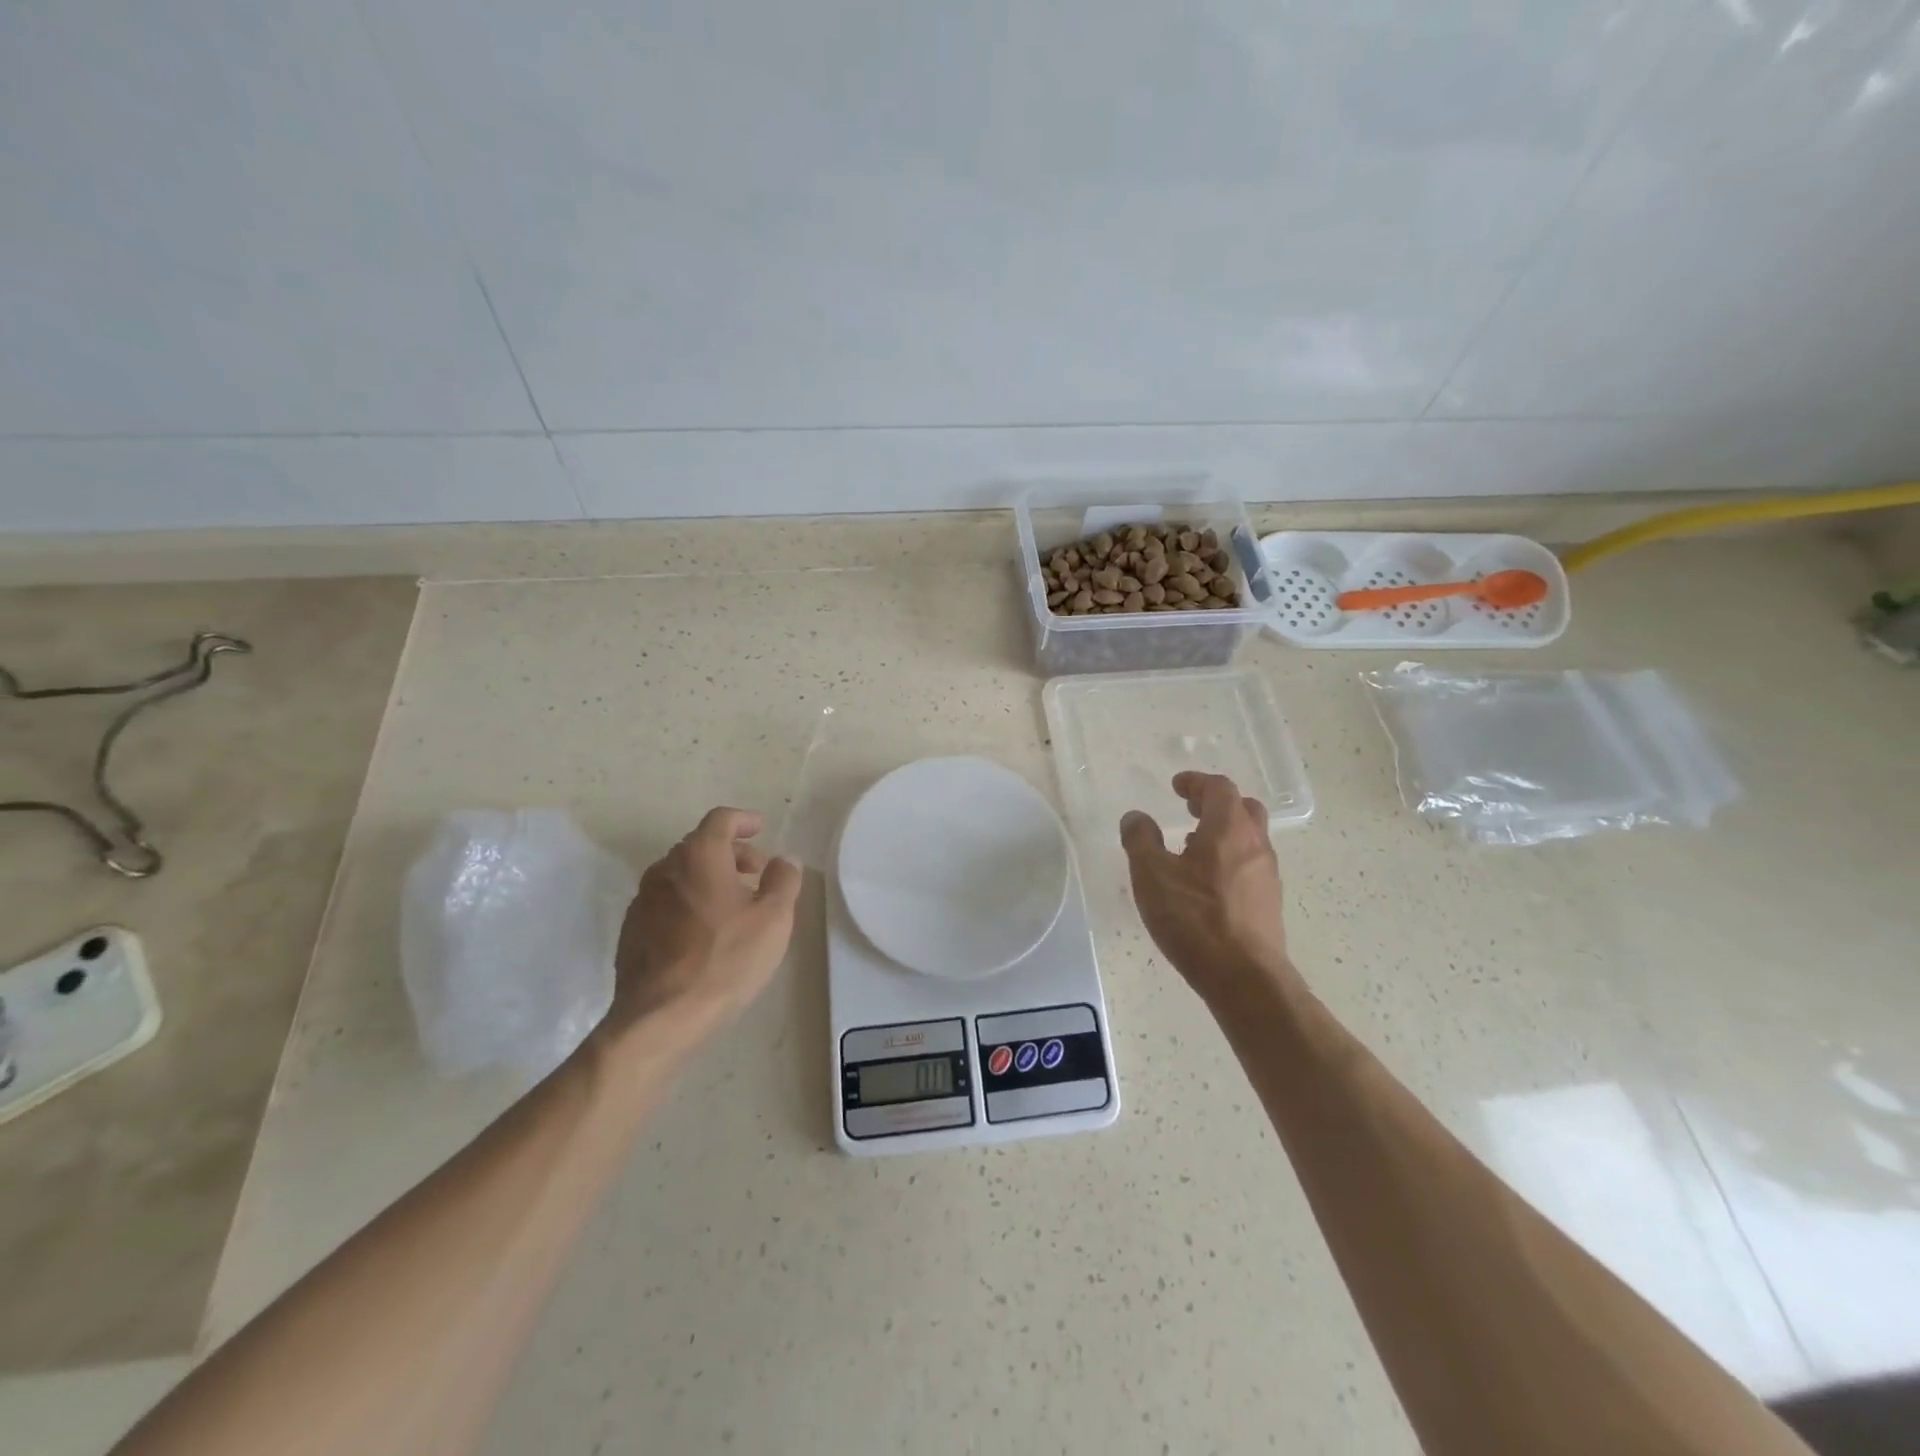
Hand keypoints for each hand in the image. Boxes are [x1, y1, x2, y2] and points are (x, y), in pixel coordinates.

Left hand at [605, 807, 802, 1038]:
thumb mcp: (774, 918)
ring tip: (733, 905)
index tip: (760, 829)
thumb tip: (783, 861)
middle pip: (700, 845)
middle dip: (731, 853)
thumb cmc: (726, 959)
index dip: (743, 820)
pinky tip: (705, 932)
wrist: (661, 1017)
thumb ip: (783, 880)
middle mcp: (665, 868)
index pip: (721, 819)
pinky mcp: (632, 930)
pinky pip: (666, 901)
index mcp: (699, 856)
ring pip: (681, 874)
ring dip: (709, 878)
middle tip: (756, 874)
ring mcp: (643, 900)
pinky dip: (688, 902)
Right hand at [1119, 772, 1297, 1008]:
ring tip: (1192, 845)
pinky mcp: (1269, 902)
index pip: (1219, 788)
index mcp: (1228, 829)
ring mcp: (1267, 875)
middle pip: (1243, 808)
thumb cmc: (1195, 919)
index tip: (1177, 786)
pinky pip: (1250, 864)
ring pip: (1249, 837)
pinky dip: (1229, 857)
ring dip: (1223, 831)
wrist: (1245, 978)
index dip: (1196, 782)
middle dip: (1215, 802)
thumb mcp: (1151, 876)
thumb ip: (1140, 840)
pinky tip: (1207, 882)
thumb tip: (1136, 817)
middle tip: (1189, 808)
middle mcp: (1255, 844)